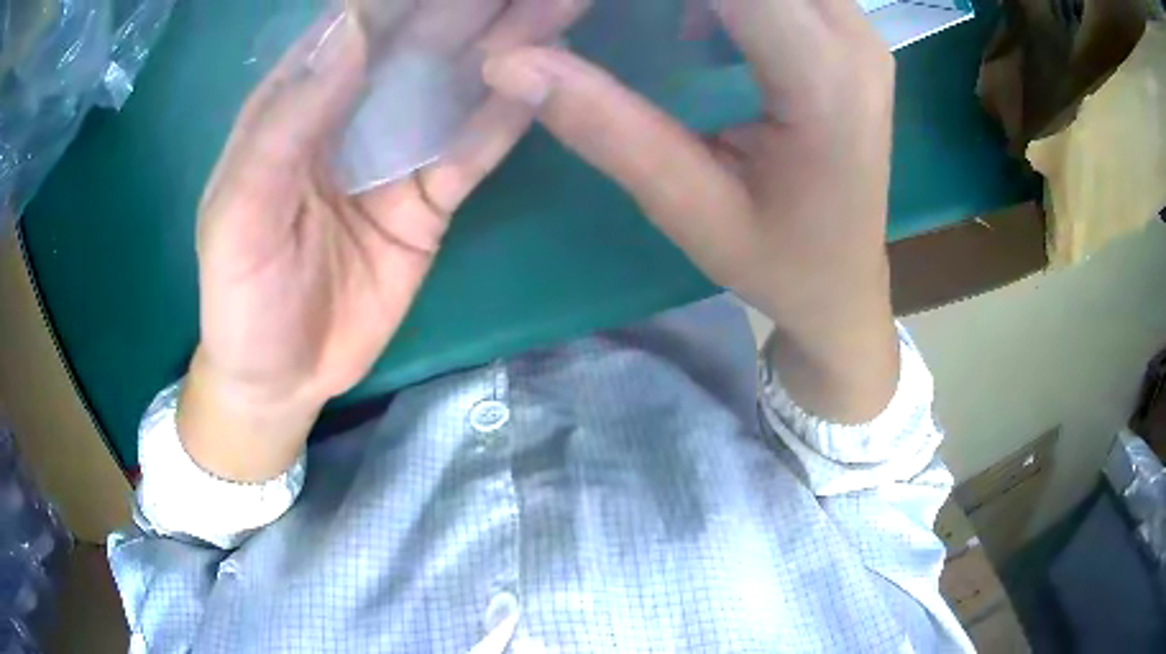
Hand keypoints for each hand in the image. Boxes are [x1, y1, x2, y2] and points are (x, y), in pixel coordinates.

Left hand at [181, 0, 588, 481]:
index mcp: (295, 105)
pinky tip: (550, 81)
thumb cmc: (241, 300)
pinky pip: (472, 151)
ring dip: (508, 46)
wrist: (281, 377)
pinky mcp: (428, 199)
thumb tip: (350, 27)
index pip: (355, 26)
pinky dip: (508, 117)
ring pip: (455, 86)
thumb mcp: (239, 217)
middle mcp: (349, 113)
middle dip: (475, 5)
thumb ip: (285, 125)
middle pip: (418, 44)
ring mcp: (394, 154)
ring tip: (560, 8)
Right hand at [483, 0, 899, 421]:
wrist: (845, 285)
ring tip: (647, 19)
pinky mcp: (848, 35)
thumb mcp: (689, 208)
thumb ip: (605, 126)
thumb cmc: (780, 264)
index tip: (567, 8)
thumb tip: (508, 63)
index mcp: (822, 76)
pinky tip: (696, 20)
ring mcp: (858, 31)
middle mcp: (852, 35)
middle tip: (590, 15)